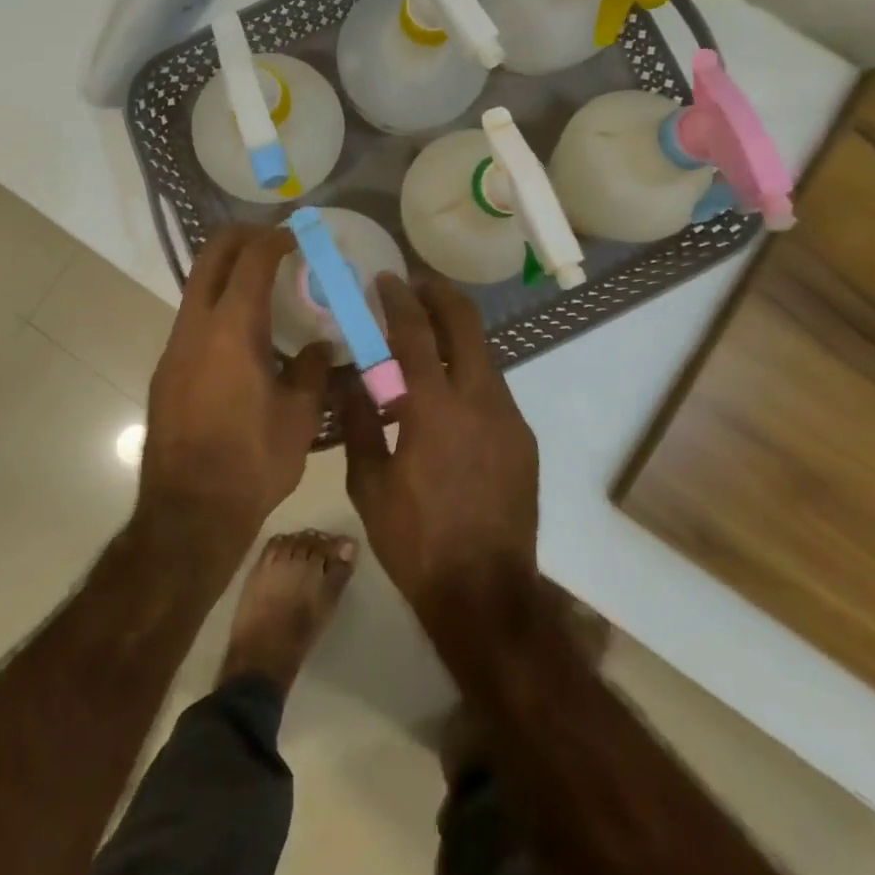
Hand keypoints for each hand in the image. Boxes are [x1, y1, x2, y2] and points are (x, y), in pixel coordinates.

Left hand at [139, 225, 331, 551]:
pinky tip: (244, 337)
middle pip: (210, 258)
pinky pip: (192, 320)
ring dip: (226, 273)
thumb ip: (313, 371)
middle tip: (272, 240)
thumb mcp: (300, 417)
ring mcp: (174, 349)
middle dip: (241, 238)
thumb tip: (320, 348)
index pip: (251, 261)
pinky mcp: (166, 372)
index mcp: (232, 329)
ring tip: (263, 286)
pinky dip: (217, 306)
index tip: (296, 235)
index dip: (274, 240)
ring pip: (196, 288)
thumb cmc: (252, 462)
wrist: (188, 514)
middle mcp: (195, 328)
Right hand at [338, 274, 540, 620]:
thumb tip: (352, 383)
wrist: (486, 595)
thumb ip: (359, 424)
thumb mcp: (369, 485)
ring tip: (426, 342)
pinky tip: (447, 398)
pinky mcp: (523, 439)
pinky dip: (468, 374)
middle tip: (415, 288)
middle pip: (466, 323)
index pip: (416, 332)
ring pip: (483, 353)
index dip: (399, 298)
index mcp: (435, 407)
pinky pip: (492, 388)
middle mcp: (479, 399)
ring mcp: (508, 417)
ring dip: (455, 335)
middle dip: (440, 295)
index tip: (385, 279)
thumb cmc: (417, 541)